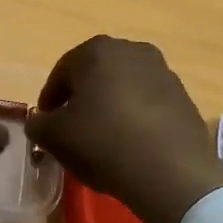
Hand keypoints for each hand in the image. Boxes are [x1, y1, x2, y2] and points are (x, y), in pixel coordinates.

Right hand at [26, 36, 222, 222]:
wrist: (170, 172)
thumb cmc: (103, 143)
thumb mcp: (55, 137)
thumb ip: (38, 124)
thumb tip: (40, 121)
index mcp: (98, 50)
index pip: (62, 71)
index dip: (50, 98)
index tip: (45, 123)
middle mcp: (133, 50)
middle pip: (96, 75)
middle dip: (82, 98)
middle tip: (72, 128)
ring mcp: (163, 72)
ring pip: (124, 87)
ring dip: (111, 106)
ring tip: (103, 138)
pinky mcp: (184, 97)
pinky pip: (149, 104)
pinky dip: (136, 118)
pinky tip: (131, 144)